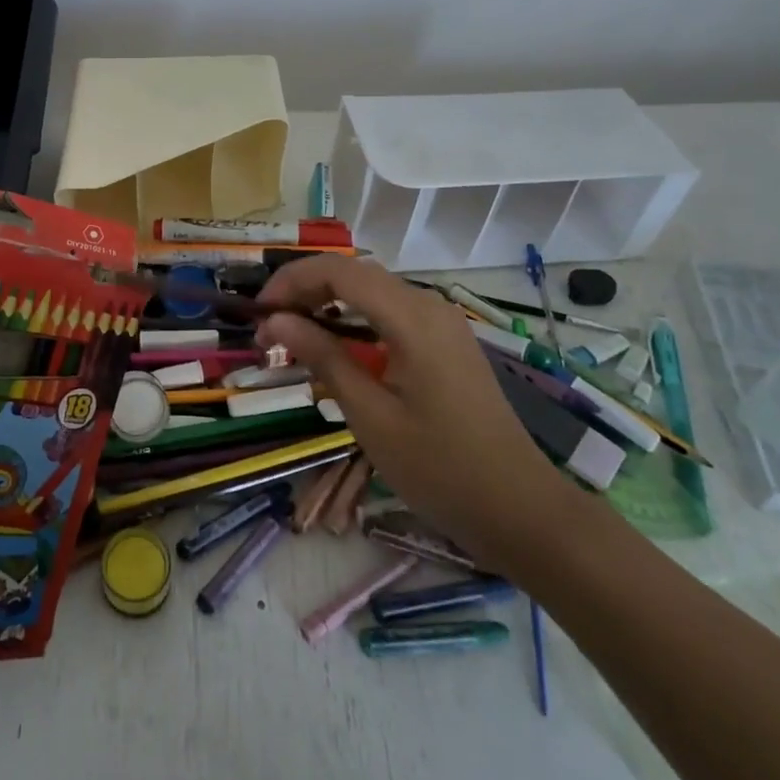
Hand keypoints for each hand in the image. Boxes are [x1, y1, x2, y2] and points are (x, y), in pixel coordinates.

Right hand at [258, 257, 576, 575]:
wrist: (520, 508)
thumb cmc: (439, 467)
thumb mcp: (370, 414)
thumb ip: (322, 357)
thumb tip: (275, 322)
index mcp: (412, 318)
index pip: (338, 271)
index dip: (291, 282)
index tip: (259, 315)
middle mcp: (429, 305)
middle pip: (354, 274)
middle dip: (305, 291)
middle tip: (270, 330)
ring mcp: (442, 322)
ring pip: (372, 291)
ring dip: (328, 304)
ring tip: (293, 337)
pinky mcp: (446, 342)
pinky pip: (391, 312)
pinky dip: (354, 320)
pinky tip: (336, 348)